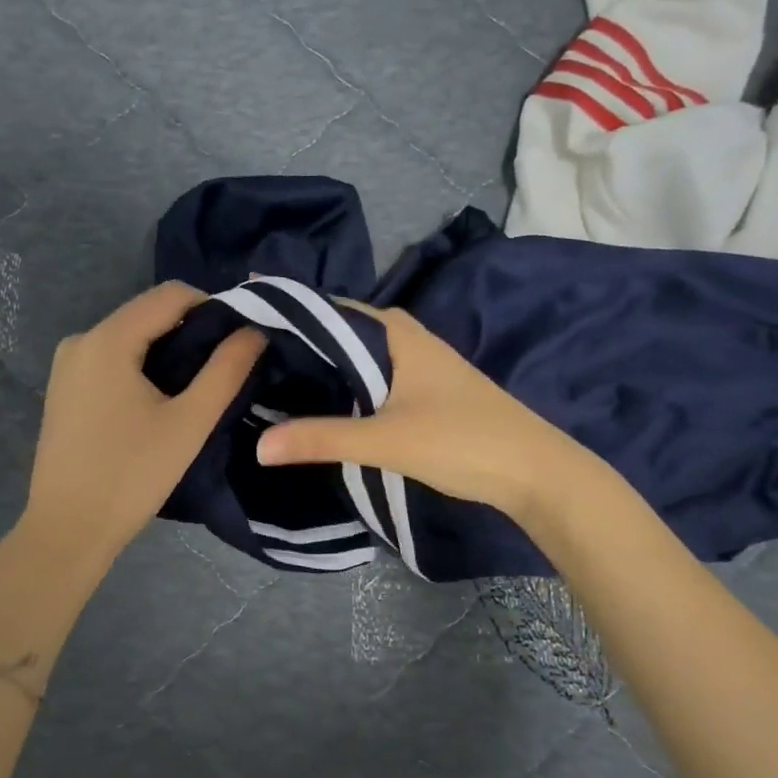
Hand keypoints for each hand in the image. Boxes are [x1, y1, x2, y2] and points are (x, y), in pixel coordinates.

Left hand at [21, 282, 264, 574]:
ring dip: (169, 350)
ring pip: (132, 337)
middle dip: (192, 330)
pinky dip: (143, 367)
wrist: (67, 531)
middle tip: (226, 365)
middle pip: (149, 313)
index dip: (213, 307)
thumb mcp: (189, 423)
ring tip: (198, 386)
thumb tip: (254, 331)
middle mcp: (81, 340)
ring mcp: (68, 364)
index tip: (241, 339)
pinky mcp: (65, 388)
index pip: (171, 294)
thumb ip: (226, 370)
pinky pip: (113, 359)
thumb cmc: (131, 476)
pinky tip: (161, 400)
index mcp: (107, 339)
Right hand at [255, 303, 586, 525]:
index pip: (328, 306)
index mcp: (395, 332)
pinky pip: (371, 375)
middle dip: (299, 337)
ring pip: (357, 354)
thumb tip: (258, 446)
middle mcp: (405, 337)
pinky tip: (322, 401)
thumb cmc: (460, 440)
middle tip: (247, 351)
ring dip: (322, 363)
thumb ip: (321, 439)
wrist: (535, 470)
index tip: (243, 315)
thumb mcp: (384, 440)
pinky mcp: (425, 390)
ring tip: (272, 375)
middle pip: (341, 329)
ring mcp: (419, 363)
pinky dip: (344, 382)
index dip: (287, 309)